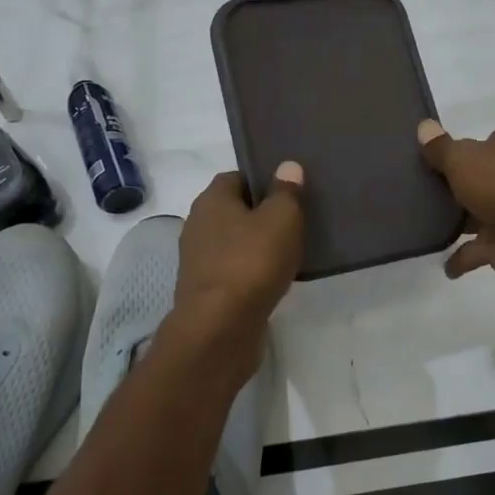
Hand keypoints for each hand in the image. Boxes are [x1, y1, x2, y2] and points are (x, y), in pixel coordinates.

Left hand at [173, 164, 305, 339]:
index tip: (289, 191)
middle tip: (296, 220)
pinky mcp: (206, 291)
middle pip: (234, 210)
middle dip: (262, 214)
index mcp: (211, 200)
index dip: (263, 180)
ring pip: (235, 243)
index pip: (236, 177)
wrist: (220, 328)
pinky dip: (252, 272)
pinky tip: (275, 280)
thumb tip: (287, 166)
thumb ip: (286, 191)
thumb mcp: (281, 218)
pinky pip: (235, 271)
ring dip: (258, 246)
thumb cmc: (251, 263)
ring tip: (291, 251)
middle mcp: (198, 225)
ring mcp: (199, 260)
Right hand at [417, 120, 494, 304]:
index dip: (456, 151)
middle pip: (476, 180)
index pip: (480, 143)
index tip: (425, 160)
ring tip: (418, 224)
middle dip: (453, 187)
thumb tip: (424, 126)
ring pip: (476, 215)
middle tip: (413, 192)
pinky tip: (441, 263)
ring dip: (456, 222)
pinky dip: (462, 258)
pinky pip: (477, 251)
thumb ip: (441, 148)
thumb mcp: (465, 158)